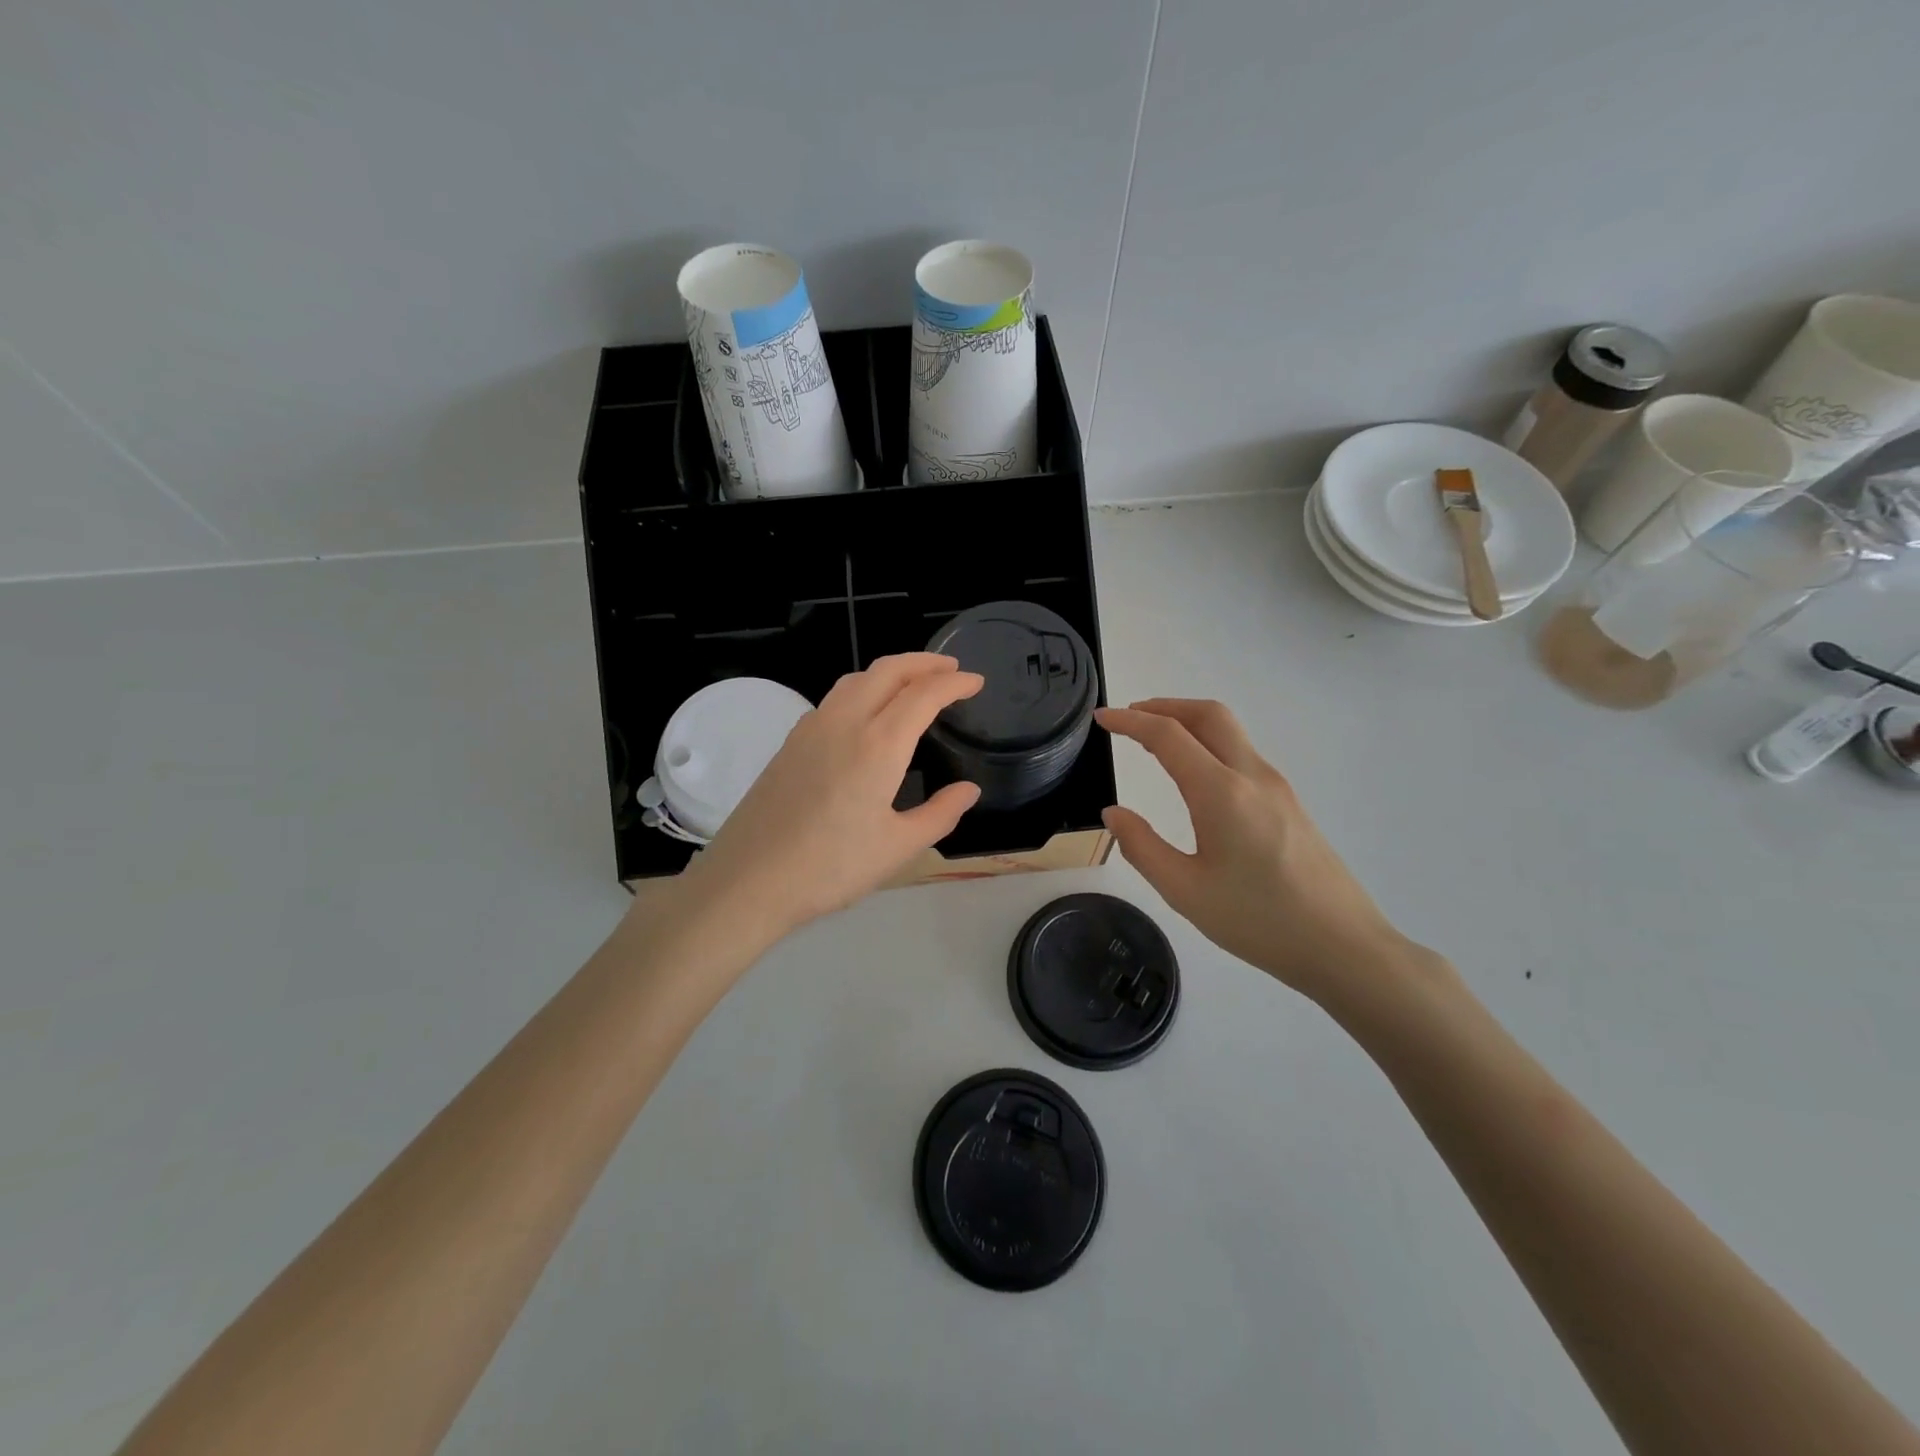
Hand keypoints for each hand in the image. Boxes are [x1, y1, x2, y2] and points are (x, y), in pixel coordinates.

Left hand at [683, 654, 983, 939]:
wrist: (748, 879)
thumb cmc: (830, 868)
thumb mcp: (898, 848)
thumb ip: (940, 814)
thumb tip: (969, 790)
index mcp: (878, 745)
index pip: (923, 694)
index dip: (954, 683)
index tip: (976, 681)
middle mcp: (844, 722)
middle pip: (888, 670)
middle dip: (924, 662)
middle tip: (952, 669)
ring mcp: (812, 728)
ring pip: (857, 678)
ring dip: (891, 671)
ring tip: (914, 683)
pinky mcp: (791, 741)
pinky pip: (835, 698)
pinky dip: (864, 689)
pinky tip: (868, 714)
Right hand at [1098, 699, 1428, 1006]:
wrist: (1344, 946)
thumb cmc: (1259, 921)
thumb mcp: (1185, 892)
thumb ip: (1142, 847)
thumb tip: (1113, 814)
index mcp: (1221, 793)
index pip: (1168, 736)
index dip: (1130, 721)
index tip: (1101, 718)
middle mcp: (1252, 776)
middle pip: (1208, 714)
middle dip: (1165, 706)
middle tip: (1130, 717)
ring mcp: (1277, 787)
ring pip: (1230, 731)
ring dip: (1189, 722)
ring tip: (1154, 741)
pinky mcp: (1289, 803)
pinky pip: (1243, 753)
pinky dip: (1209, 744)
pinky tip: (1195, 774)